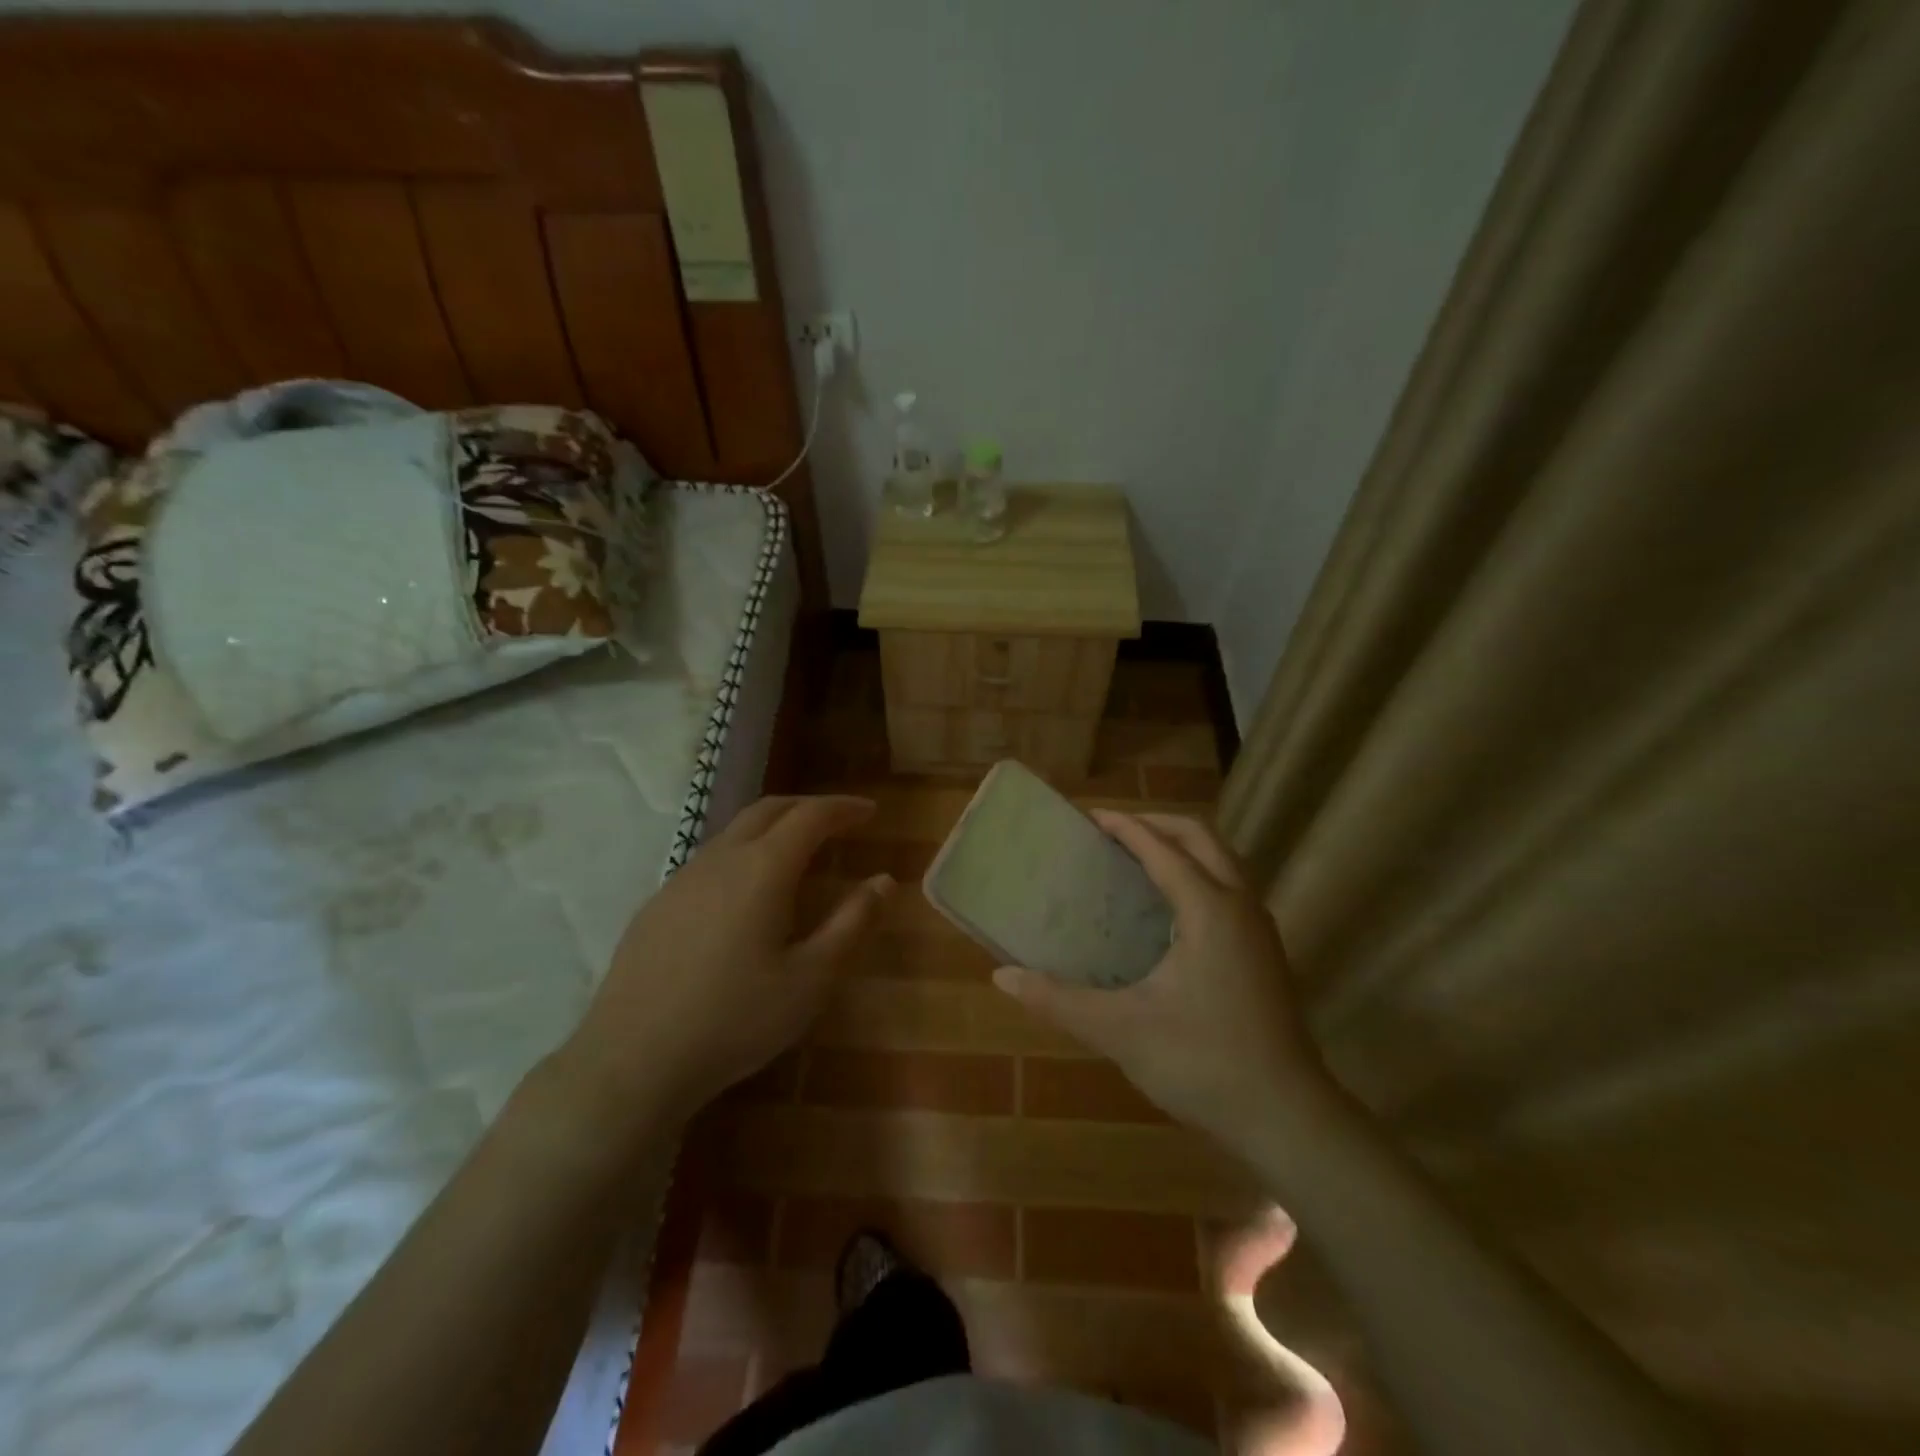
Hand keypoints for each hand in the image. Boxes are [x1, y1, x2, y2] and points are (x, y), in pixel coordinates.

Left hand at [559, 796, 892, 1134]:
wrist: (633, 1060)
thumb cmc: (736, 1019)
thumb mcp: (811, 979)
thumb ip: (852, 923)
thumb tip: (884, 880)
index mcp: (763, 869)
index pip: (810, 816)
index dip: (843, 808)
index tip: (869, 811)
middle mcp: (720, 860)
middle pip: (768, 810)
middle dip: (808, 807)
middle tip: (838, 820)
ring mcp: (682, 880)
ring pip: (734, 833)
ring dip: (772, 828)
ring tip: (797, 852)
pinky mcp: (657, 905)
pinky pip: (709, 860)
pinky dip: (742, 854)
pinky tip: (745, 893)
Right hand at [994, 812, 1326, 1142]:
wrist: (1288, 1118)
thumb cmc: (1203, 1063)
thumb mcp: (1120, 1030)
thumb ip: (1058, 1000)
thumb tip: (1003, 977)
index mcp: (1209, 909)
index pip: (1161, 848)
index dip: (1124, 827)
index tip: (1089, 817)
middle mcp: (1240, 906)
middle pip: (1202, 838)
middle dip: (1157, 824)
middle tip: (1114, 831)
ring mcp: (1259, 930)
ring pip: (1223, 862)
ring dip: (1182, 848)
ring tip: (1139, 861)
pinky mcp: (1266, 954)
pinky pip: (1230, 889)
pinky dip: (1198, 875)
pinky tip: (1170, 911)